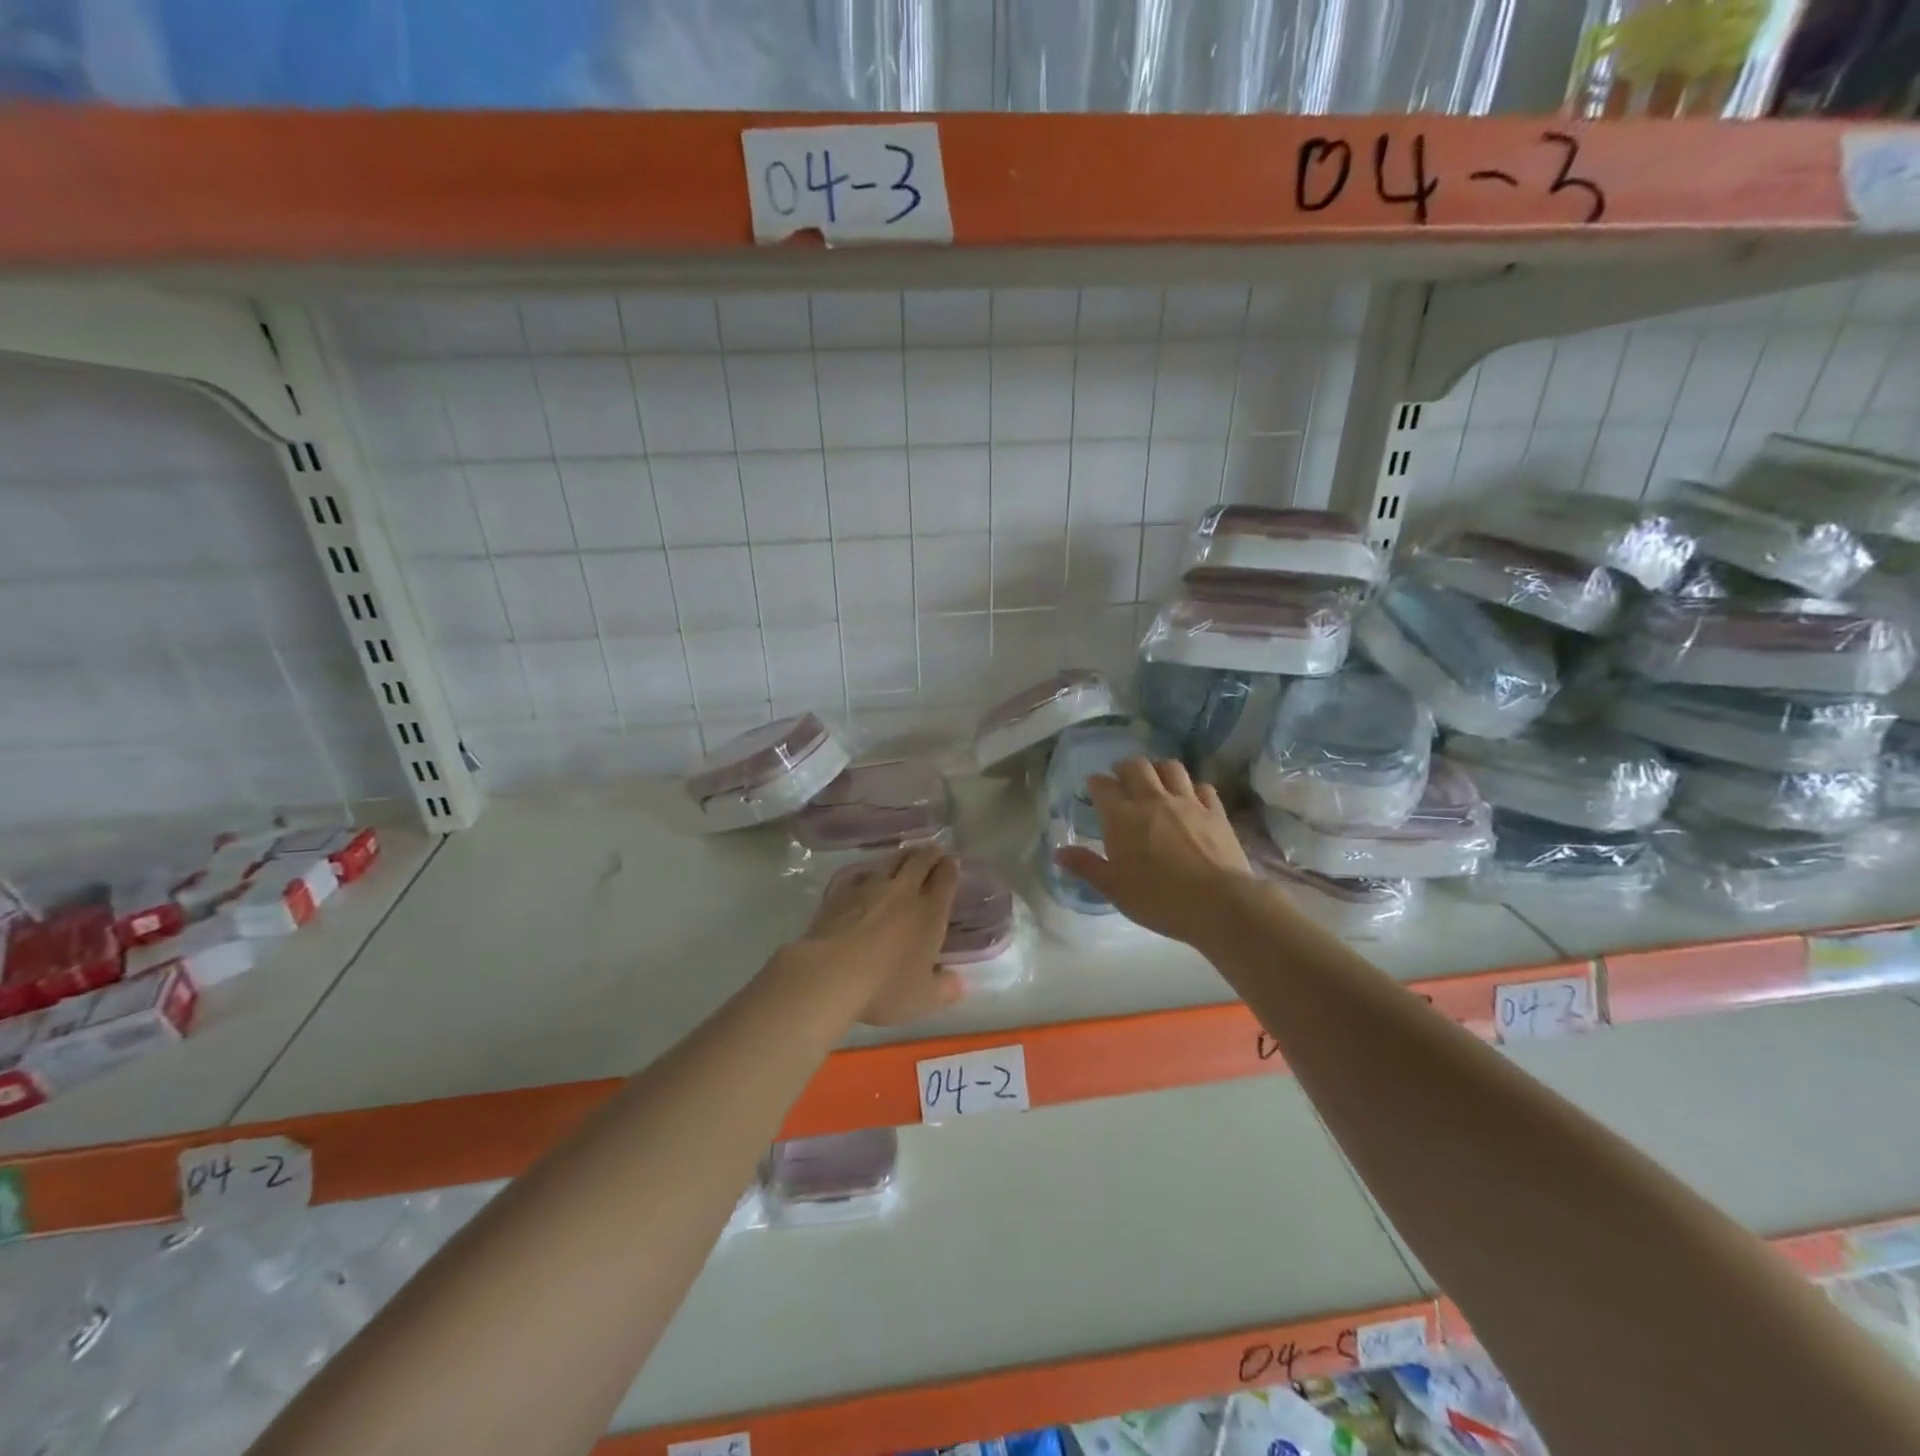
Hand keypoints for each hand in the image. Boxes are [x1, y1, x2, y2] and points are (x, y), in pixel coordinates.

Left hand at [793, 845, 963, 1026]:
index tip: (953, 862)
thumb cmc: (884, 987)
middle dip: (929, 853)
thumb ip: (945, 989)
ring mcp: (869, 887)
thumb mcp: (923, 998)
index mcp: (929, 912)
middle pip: (919, 861)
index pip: (945, 879)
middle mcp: (903, 892)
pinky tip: (864, 875)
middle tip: (933, 851)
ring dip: (901, 856)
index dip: (951, 868)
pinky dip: (866, 871)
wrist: (830, 973)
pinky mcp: (840, 892)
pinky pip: (858, 873)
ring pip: (890, 861)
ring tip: (905, 856)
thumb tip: (961, 982)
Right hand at [1054, 758, 1255, 946]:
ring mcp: (1187, 802)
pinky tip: (1191, 798)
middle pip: (1137, 767)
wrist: (1218, 904)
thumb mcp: (1113, 888)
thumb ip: (1086, 866)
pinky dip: (1192, 787)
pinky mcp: (1215, 811)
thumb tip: (1058, 852)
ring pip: (1171, 768)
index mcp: (1122, 817)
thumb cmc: (1157, 899)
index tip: (1093, 787)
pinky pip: (1202, 787)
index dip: (1096, 783)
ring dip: (1158, 769)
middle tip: (1122, 778)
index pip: (1103, 786)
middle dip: (1125, 768)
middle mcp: (1153, 800)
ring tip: (1155, 780)